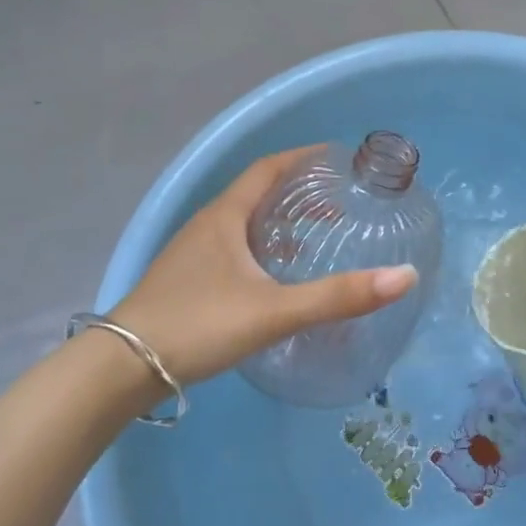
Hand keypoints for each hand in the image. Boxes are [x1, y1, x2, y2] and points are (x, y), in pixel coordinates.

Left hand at [109, 148, 418, 383]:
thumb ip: (338, 296)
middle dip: (295, 192)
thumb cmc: (197, 325)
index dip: (300, 158)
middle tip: (336, 202)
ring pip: (242, 225)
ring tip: (313, 238)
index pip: (266, 168)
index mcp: (224, 217)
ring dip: (277, 223)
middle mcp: (206, 226)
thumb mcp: (274, 311)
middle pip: (255, 194)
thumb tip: (405, 277)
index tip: (334, 156)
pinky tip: (273, 281)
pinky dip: (260, 251)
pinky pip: (231, 251)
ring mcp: (190, 255)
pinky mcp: (184, 282)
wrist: (120, 369)